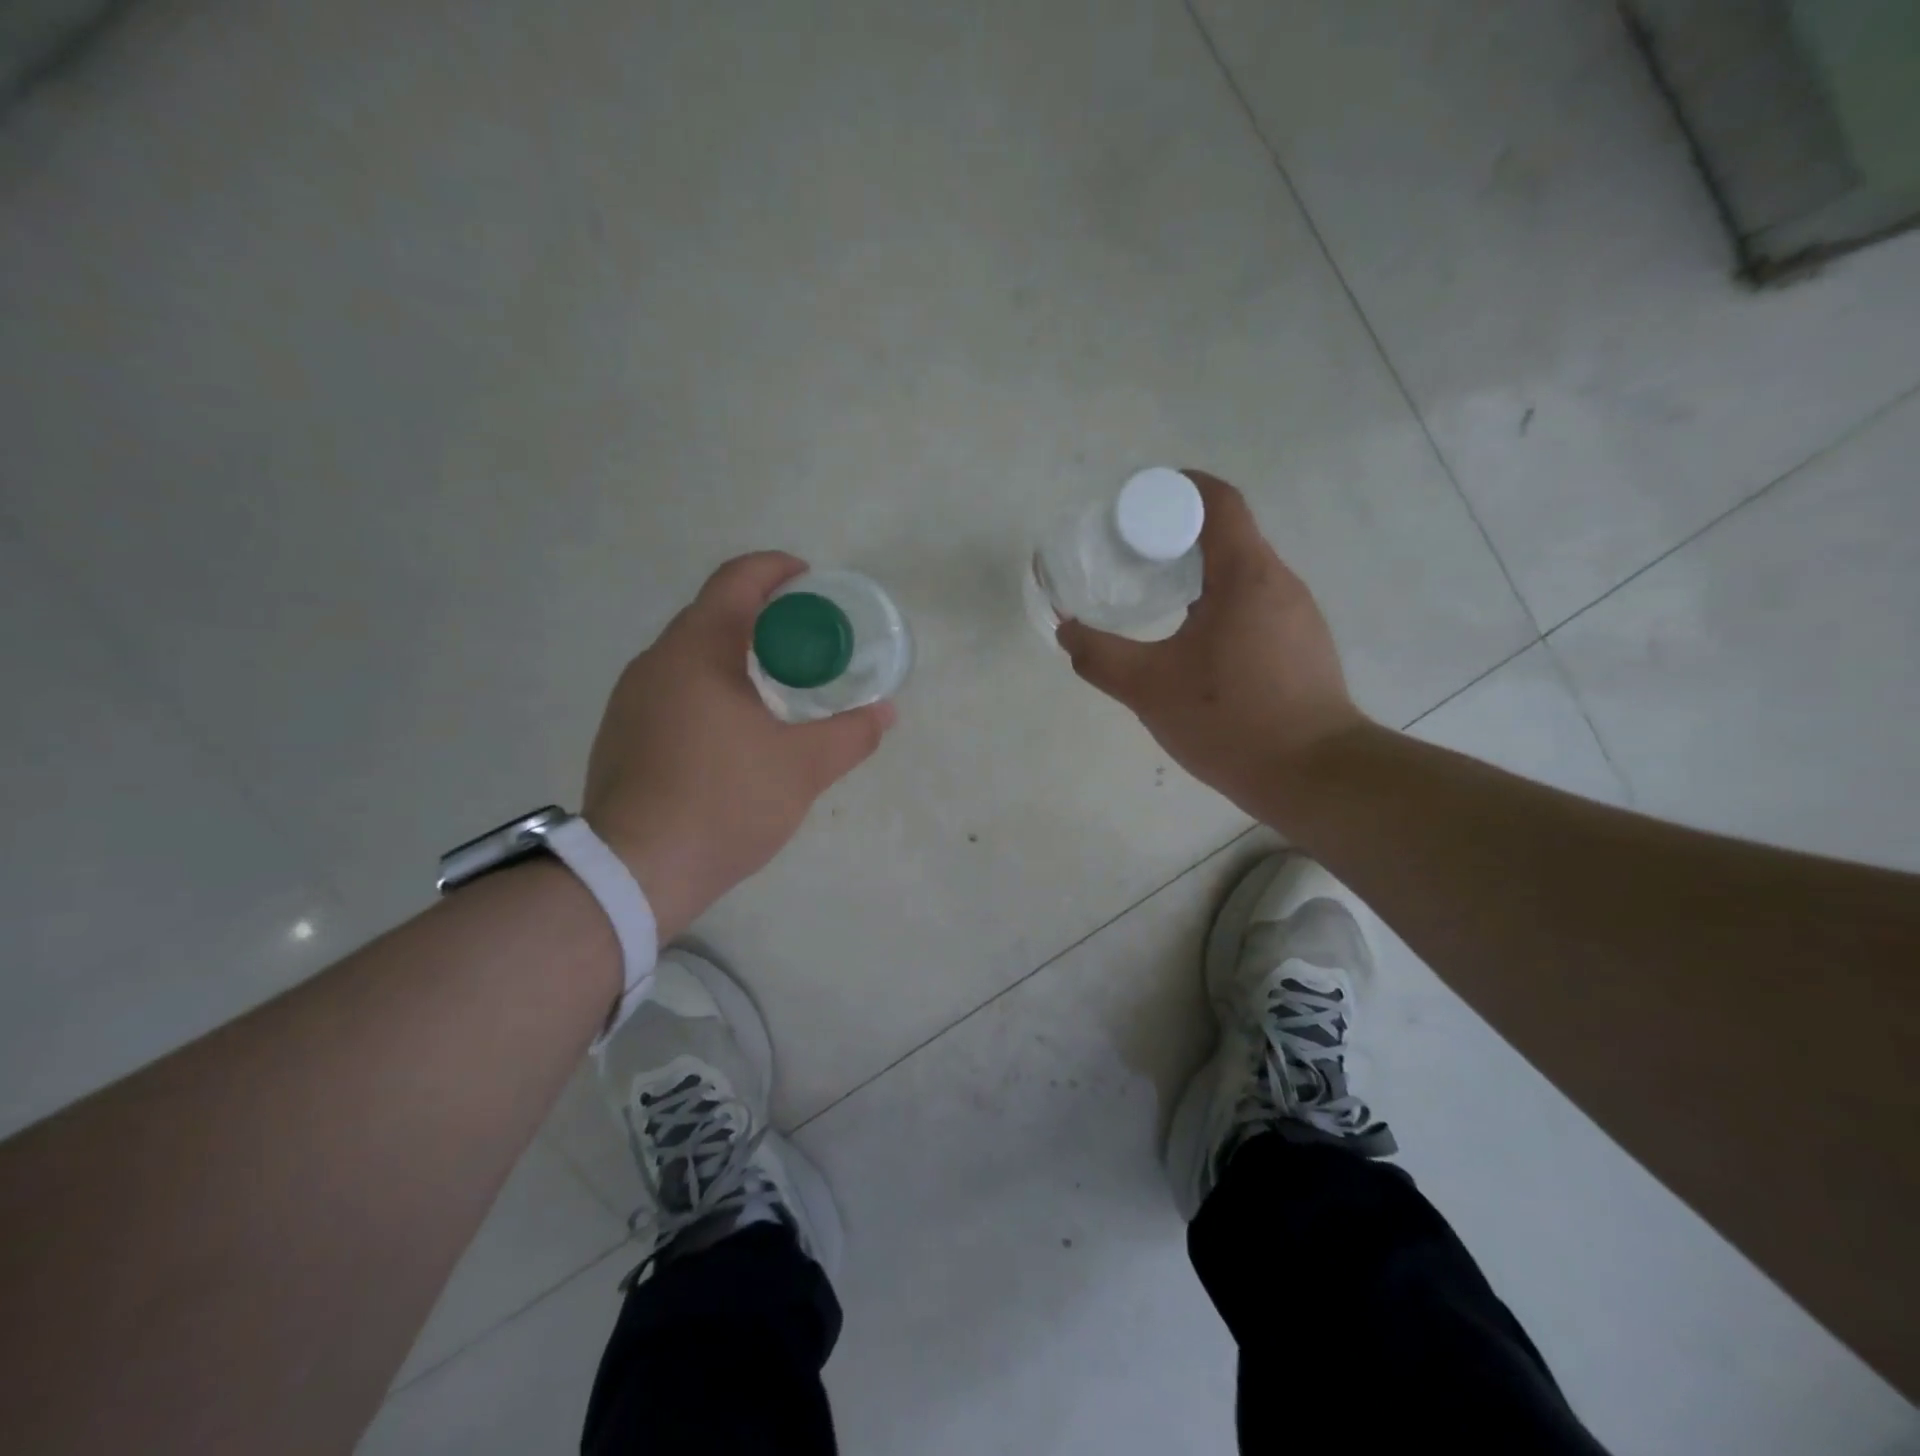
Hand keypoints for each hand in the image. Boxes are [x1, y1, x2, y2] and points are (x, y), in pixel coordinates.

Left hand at [582, 553, 895, 941]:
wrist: (635, 872)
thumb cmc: (725, 803)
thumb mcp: (803, 768)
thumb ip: (851, 734)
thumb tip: (885, 713)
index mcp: (698, 650)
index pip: (736, 580)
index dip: (776, 569)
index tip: (811, 582)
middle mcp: (656, 661)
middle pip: (713, 613)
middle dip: (764, 616)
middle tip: (808, 642)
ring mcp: (631, 698)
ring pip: (691, 654)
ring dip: (735, 654)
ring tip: (777, 685)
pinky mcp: (621, 732)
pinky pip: (673, 688)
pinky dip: (710, 687)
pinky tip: (734, 729)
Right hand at [1055, 471, 1369, 818]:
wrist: (1312, 776)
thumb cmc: (1230, 720)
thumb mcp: (1148, 688)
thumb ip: (1099, 656)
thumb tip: (1065, 631)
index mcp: (1246, 575)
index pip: (1217, 500)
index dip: (1176, 488)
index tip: (1136, 505)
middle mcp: (1280, 582)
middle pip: (1228, 533)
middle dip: (1177, 534)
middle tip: (1131, 556)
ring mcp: (1298, 614)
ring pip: (1242, 571)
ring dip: (1199, 571)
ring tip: (1157, 596)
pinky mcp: (1303, 644)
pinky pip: (1255, 602)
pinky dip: (1219, 602)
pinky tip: (1194, 641)